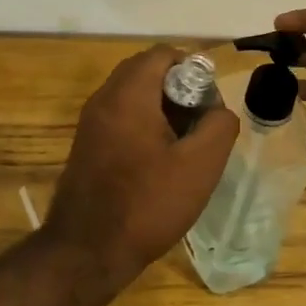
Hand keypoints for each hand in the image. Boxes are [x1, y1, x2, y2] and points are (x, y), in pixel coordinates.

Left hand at [45, 45, 240, 292]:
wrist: (87, 252)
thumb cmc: (147, 204)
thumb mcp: (200, 165)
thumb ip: (219, 126)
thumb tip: (218, 110)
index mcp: (128, 94)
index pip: (163, 54)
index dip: (193, 69)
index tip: (209, 103)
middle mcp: (104, 99)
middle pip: (146, 71)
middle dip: (179, 88)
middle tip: (200, 122)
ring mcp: (90, 123)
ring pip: (132, 95)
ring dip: (162, 108)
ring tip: (185, 143)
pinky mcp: (86, 145)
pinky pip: (120, 117)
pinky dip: (143, 124)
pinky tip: (160, 160)